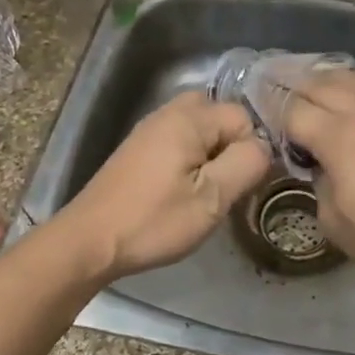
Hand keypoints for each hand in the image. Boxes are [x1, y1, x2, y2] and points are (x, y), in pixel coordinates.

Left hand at [54, 92, 271, 280]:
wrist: (89, 241)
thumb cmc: (153, 221)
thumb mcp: (212, 199)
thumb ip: (247, 164)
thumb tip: (264, 146)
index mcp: (189, 118)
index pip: (244, 117)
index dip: (252, 149)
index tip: (242, 184)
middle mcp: (168, 113)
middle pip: (219, 115)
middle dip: (232, 145)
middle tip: (228, 183)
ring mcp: (149, 130)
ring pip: (199, 129)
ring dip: (211, 153)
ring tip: (208, 190)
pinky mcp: (138, 149)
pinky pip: (179, 140)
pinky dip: (190, 158)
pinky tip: (183, 190)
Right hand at [284, 70, 354, 294]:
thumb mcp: (332, 220)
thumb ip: (318, 178)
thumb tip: (317, 159)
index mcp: (340, 140)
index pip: (293, 110)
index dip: (271, 110)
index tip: (260, 113)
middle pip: (321, 85)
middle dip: (293, 87)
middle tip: (276, 89)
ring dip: (326, 81)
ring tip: (310, 86)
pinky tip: (351, 99)